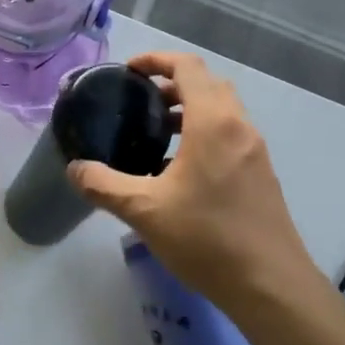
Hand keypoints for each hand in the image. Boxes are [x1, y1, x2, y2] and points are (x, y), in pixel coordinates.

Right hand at [67, 53, 317, 309]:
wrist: (270, 284)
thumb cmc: (206, 238)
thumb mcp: (144, 211)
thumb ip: (104, 185)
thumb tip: (75, 169)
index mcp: (213, 122)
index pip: (187, 67)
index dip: (157, 60)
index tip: (129, 71)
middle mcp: (239, 126)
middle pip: (207, 83)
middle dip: (172, 84)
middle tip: (140, 102)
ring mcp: (255, 150)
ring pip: (222, 110)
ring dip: (190, 110)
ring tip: (155, 135)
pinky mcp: (261, 173)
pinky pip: (231, 134)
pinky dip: (205, 133)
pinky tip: (181, 170)